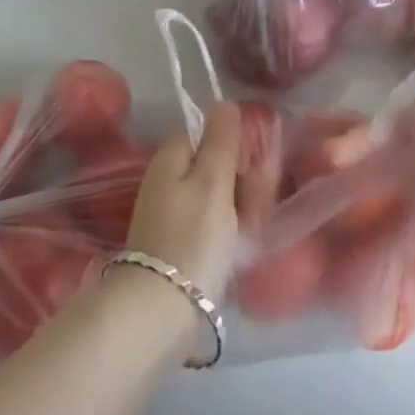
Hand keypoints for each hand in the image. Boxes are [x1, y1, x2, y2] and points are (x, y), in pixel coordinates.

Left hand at [126, 104, 241, 300]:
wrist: (159, 311)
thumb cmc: (191, 238)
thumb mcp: (213, 181)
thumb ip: (221, 140)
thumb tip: (223, 103)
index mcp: (172, 156)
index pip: (209, 131)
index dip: (235, 144)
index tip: (254, 168)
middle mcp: (167, 178)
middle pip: (214, 163)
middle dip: (242, 180)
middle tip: (256, 205)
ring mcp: (170, 212)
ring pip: (216, 195)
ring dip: (239, 208)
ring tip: (250, 233)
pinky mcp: (177, 243)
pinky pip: (210, 223)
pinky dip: (227, 232)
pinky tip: (238, 250)